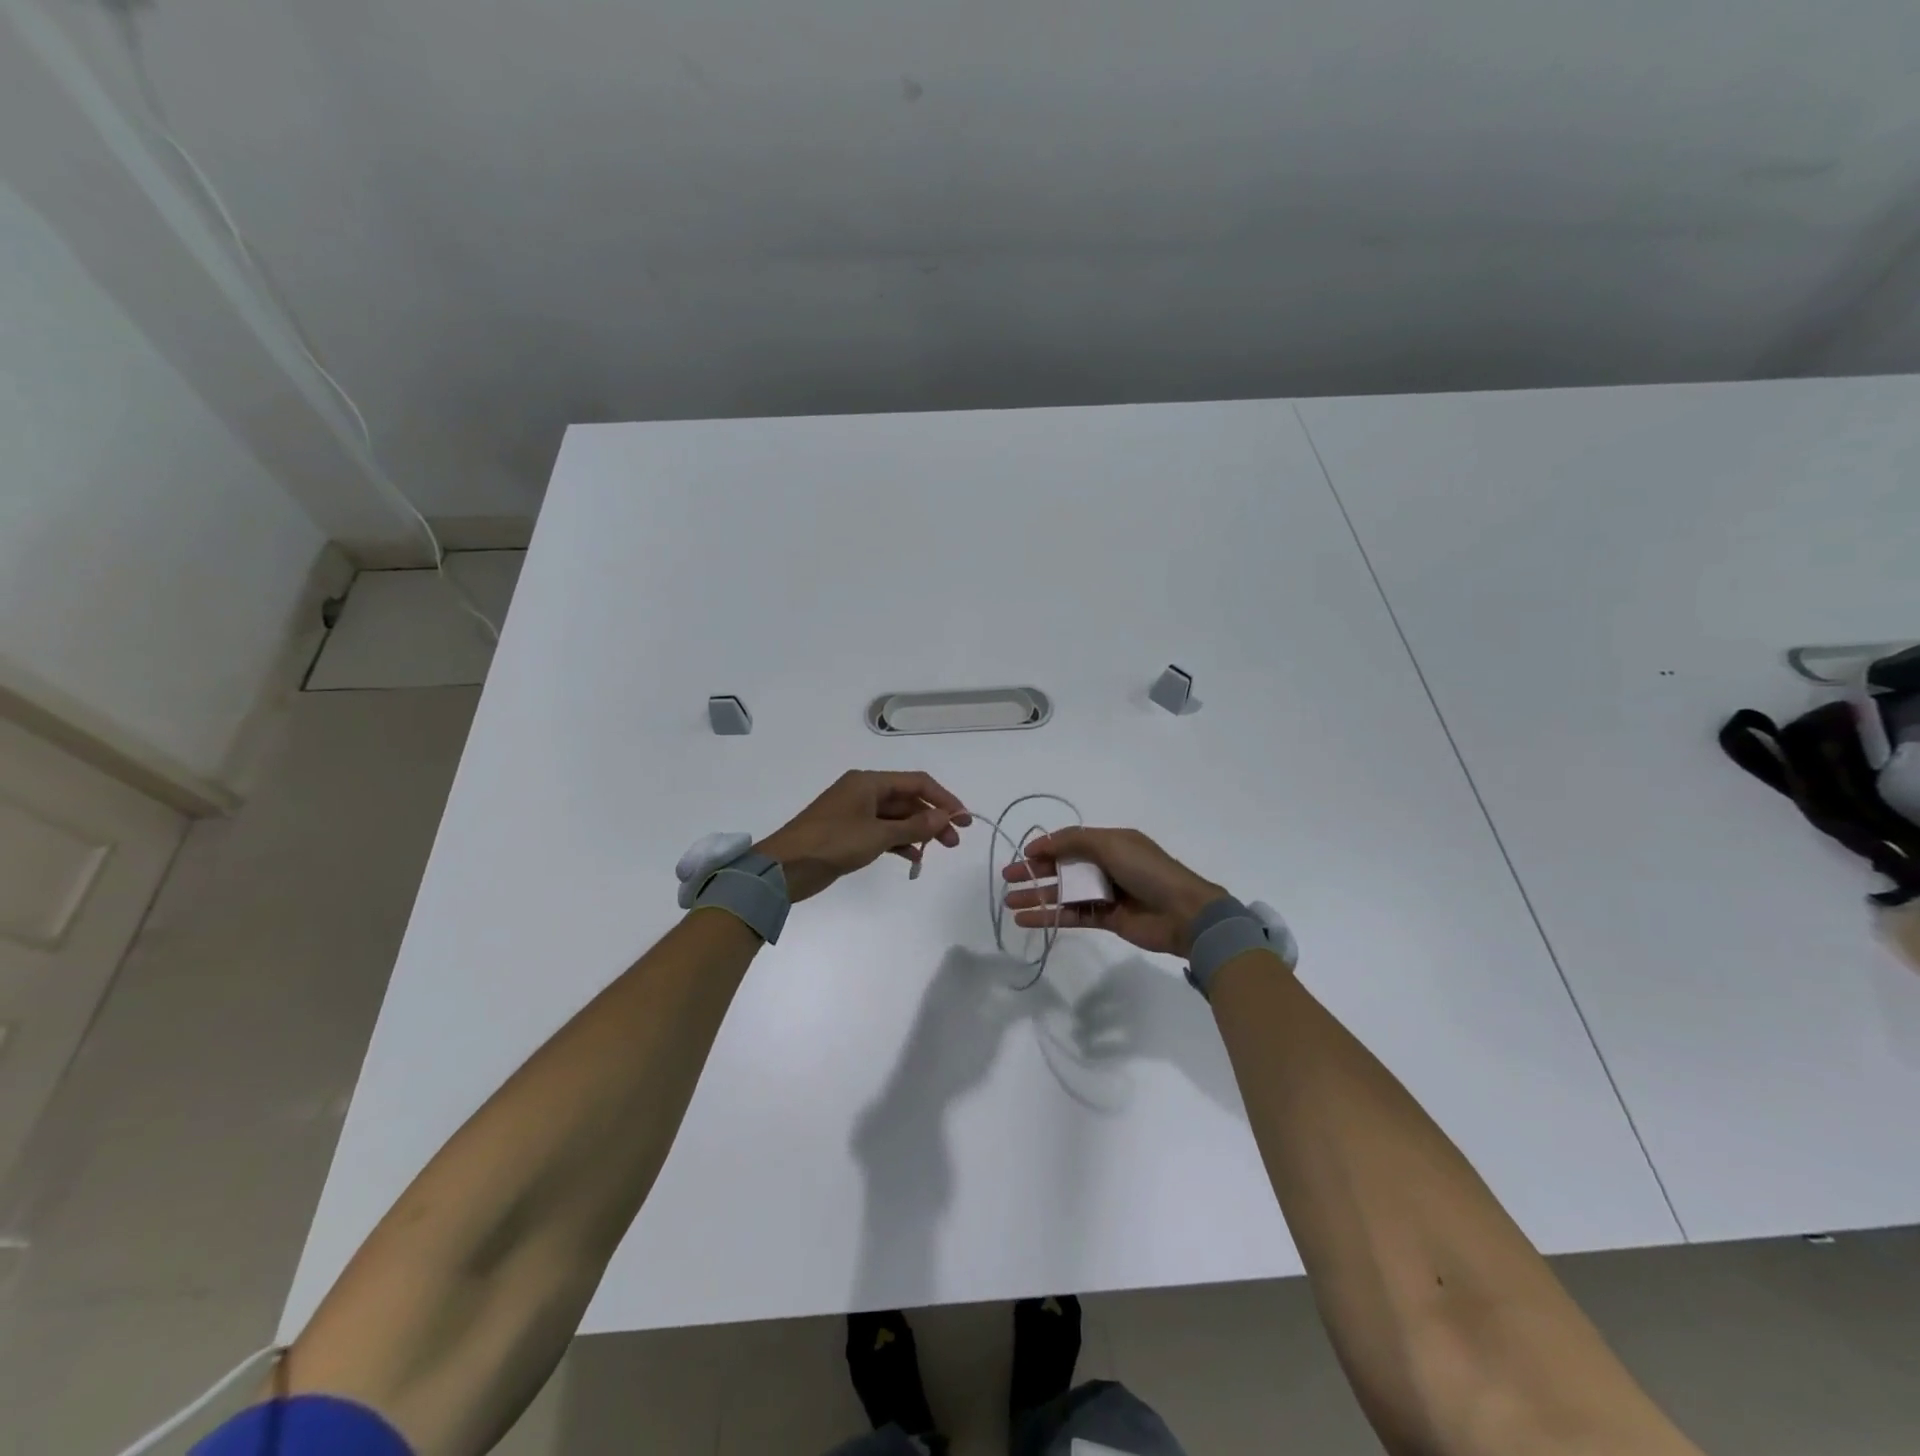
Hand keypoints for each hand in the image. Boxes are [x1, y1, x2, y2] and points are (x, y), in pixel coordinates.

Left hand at [757, 771, 971, 902]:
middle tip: (954, 841)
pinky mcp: (849, 833)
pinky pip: (883, 832)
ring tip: (940, 851)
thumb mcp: (878, 835)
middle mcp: (864, 791)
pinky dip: (900, 841)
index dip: (943, 798)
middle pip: (908, 799)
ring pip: (897, 817)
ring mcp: (856, 812)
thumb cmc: (832, 842)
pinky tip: (914, 857)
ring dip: (919, 831)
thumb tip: (946, 816)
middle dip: (933, 817)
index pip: (917, 782)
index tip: (963, 819)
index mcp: (869, 781)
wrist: (785, 867)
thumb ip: (915, 826)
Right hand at [1002, 827, 1225, 955]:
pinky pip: (1072, 914)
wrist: (1183, 913)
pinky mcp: (1106, 919)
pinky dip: (1049, 916)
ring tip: (1009, 902)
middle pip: (1063, 867)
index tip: (1022, 856)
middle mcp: (1106, 866)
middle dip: (1034, 872)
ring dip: (1037, 896)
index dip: (1045, 848)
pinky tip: (1027, 919)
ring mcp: (1106, 893)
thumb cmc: (1147, 870)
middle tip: (1007, 879)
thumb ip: (1073, 841)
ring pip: (1064, 893)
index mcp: (1111, 843)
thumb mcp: (1110, 844)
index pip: (1070, 842)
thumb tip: (1040, 844)